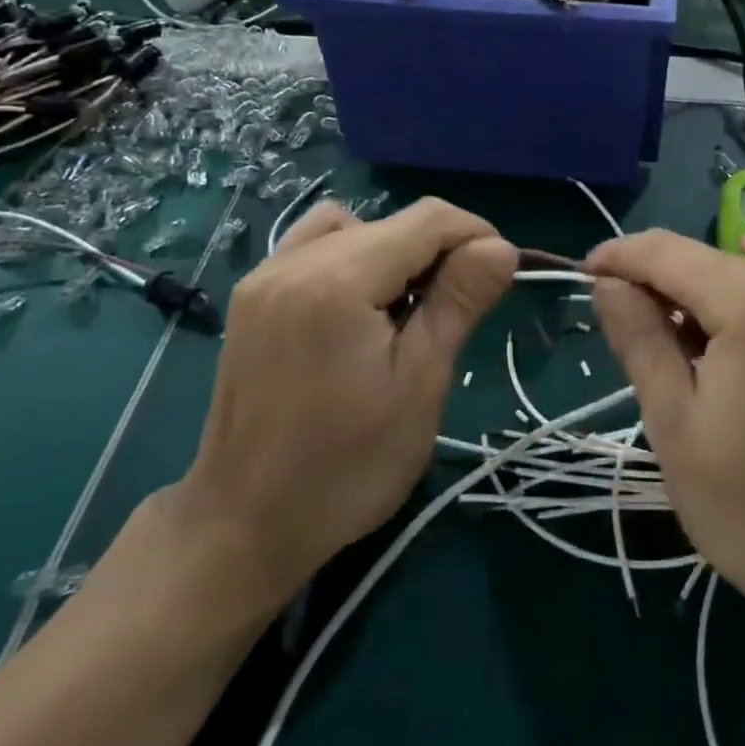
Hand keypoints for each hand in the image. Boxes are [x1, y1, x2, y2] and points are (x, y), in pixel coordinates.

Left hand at [174, 199, 516, 605]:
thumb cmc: (346, 467)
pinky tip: (359, 307)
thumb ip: (458, 303)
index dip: (475, 234)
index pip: (427, 219)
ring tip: (406, 310)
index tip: (499, 277)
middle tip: (457, 311)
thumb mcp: (418, 385)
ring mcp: (266, 274)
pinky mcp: (253, 295)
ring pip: (356, 227)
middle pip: (392, 221)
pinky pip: (316, 246)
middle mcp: (295, 261)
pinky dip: (353, 257)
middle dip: (439, 251)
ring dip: (397, 253)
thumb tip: (502, 247)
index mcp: (338, 280)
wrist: (243, 526)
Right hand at [588, 232, 744, 640]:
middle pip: (708, 262)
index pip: (671, 252)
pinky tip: (717, 362)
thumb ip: (639, 339)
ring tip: (666, 355)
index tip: (583, 276)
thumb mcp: (675, 425)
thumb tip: (607, 283)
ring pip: (740, 281)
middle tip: (620, 327)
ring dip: (694, 302)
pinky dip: (733, 317)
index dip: (621, 256)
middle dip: (656, 282)